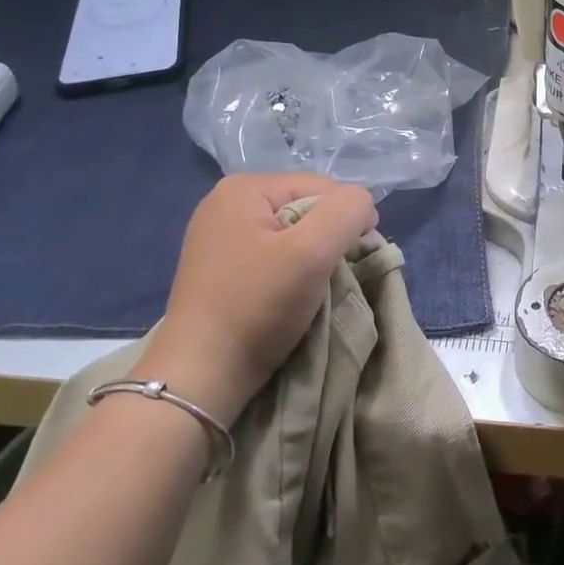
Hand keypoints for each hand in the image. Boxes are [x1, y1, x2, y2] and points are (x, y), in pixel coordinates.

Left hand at [141, 174, 377, 420]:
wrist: (200, 376)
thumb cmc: (257, 306)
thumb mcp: (313, 251)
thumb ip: (348, 210)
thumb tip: (363, 204)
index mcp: (244, 187)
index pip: (323, 187)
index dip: (346, 220)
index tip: (349, 261)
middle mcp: (225, 201)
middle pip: (306, 207)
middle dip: (327, 239)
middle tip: (328, 277)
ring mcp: (218, 235)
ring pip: (292, 232)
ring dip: (310, 258)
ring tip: (309, 289)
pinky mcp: (218, 266)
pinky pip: (272, 253)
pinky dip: (289, 271)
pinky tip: (285, 295)